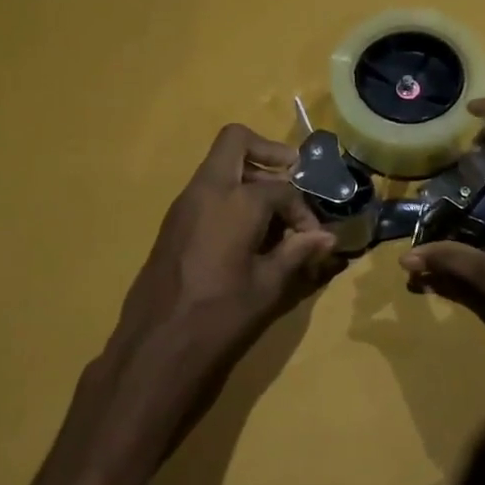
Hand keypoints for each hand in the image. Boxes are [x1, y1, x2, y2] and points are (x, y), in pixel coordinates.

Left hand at [85, 124, 337, 453]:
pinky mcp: (173, 222)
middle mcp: (207, 189)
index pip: (282, 188)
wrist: (158, 343)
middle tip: (292, 179)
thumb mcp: (268, 285)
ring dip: (249, 178)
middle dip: (269, 153)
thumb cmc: (220, 314)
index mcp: (236, 200)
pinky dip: (230, 197)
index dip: (304, 211)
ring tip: (272, 219)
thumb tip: (327, 238)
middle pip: (236, 142)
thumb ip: (297, 253)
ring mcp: (184, 204)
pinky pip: (206, 192)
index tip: (313, 238)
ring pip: (218, 166)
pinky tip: (246, 237)